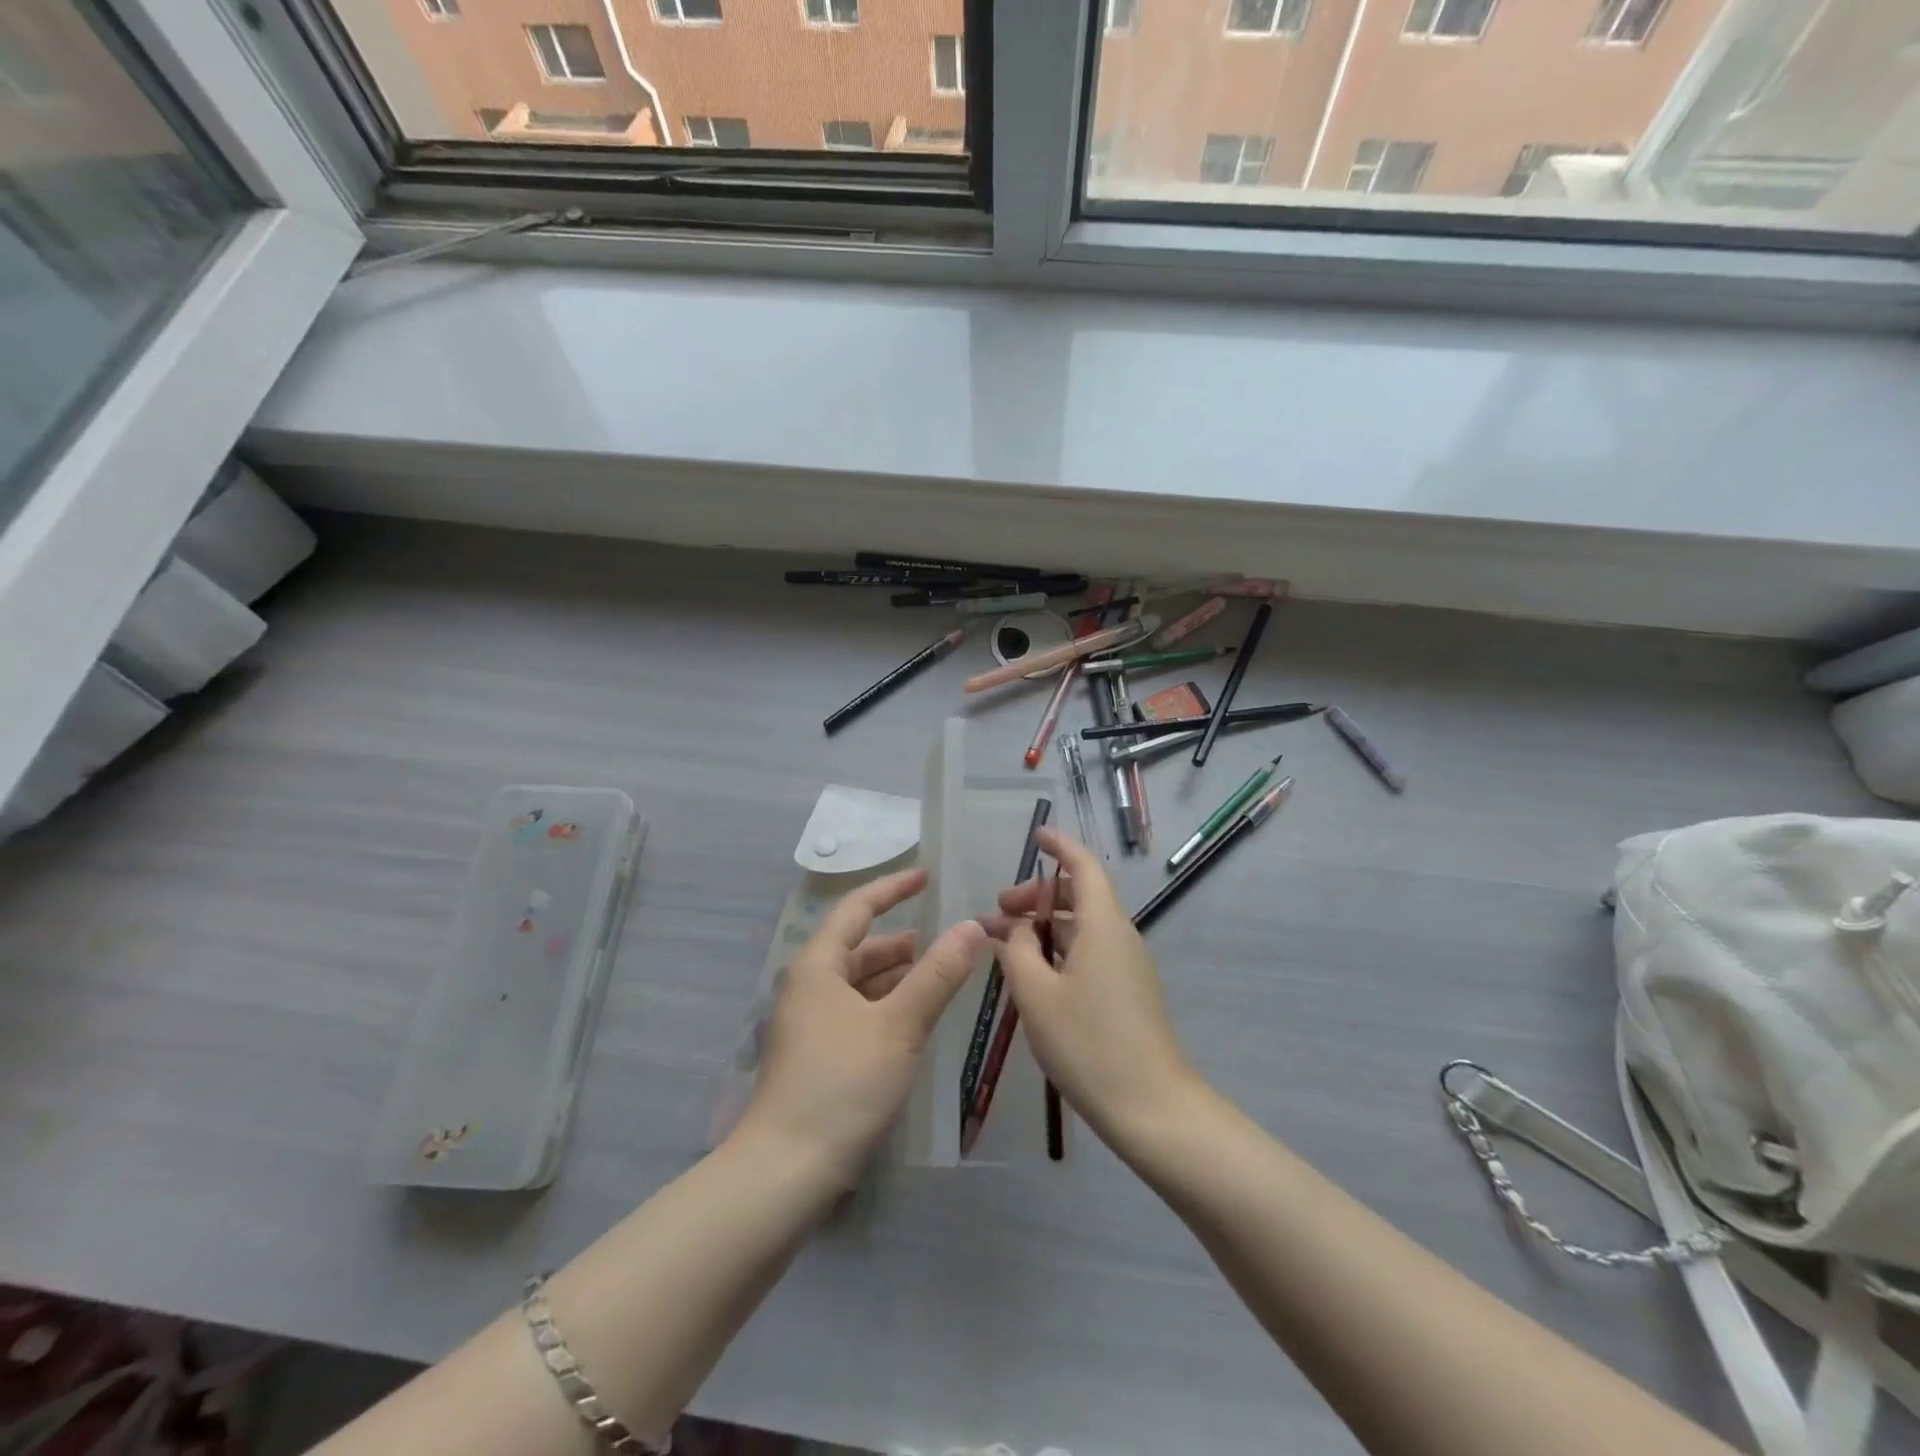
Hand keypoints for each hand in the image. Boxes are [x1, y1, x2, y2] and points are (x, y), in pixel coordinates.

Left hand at [737, 868, 984, 1185]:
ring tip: (939, 976)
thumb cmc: (842, 1084)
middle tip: (947, 939)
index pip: (857, 909)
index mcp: (818, 967)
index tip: (926, 877)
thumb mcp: (899, 1025)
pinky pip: (857, 1013)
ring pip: (859, 984)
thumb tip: (972, 926)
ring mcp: (809, 1024)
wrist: (785, 1172)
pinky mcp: (816, 1057)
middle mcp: (808, 987)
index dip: (892, 888)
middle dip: (901, 941)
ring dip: (897, 976)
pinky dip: (887, 1006)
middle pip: (858, 948)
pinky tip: (913, 1021)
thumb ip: (937, 975)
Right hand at [984, 829, 1201, 1146]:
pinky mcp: (1128, 992)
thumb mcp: (1037, 995)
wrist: (1152, 1108)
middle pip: (1080, 897)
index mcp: (1103, 925)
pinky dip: (1059, 950)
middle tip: (998, 911)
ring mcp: (1128, 966)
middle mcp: (1120, 936)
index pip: (1083, 867)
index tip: (1036, 836)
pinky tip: (1033, 974)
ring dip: (1044, 927)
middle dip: (1037, 896)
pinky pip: (1090, 953)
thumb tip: (1014, 930)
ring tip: (1005, 945)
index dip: (1060, 846)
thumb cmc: (1089, 1044)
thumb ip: (1017, 952)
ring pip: (1083, 928)